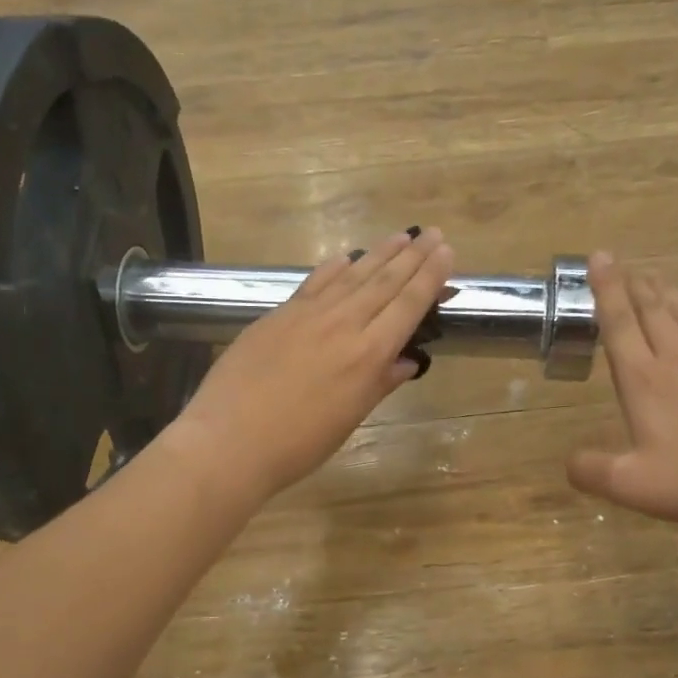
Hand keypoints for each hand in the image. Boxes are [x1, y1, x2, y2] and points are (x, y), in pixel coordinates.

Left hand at [169, 227, 454, 502]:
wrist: (229, 440)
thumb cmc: (297, 444)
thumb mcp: (349, 419)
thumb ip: (379, 383)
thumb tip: (407, 360)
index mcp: (368, 355)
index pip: (408, 305)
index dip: (430, 277)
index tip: (447, 251)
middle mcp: (343, 325)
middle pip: (384, 282)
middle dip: (412, 255)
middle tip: (432, 232)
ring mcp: (307, 315)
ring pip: (352, 276)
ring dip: (379, 254)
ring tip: (400, 236)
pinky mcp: (278, 314)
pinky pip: (315, 282)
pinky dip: (333, 267)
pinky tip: (346, 256)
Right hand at [567, 253, 677, 531]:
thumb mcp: (634, 486)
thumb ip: (593, 471)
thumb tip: (567, 462)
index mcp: (643, 381)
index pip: (619, 324)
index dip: (606, 290)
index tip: (598, 257)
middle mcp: (676, 360)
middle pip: (651, 311)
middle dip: (633, 284)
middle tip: (622, 261)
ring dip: (667, 292)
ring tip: (655, 274)